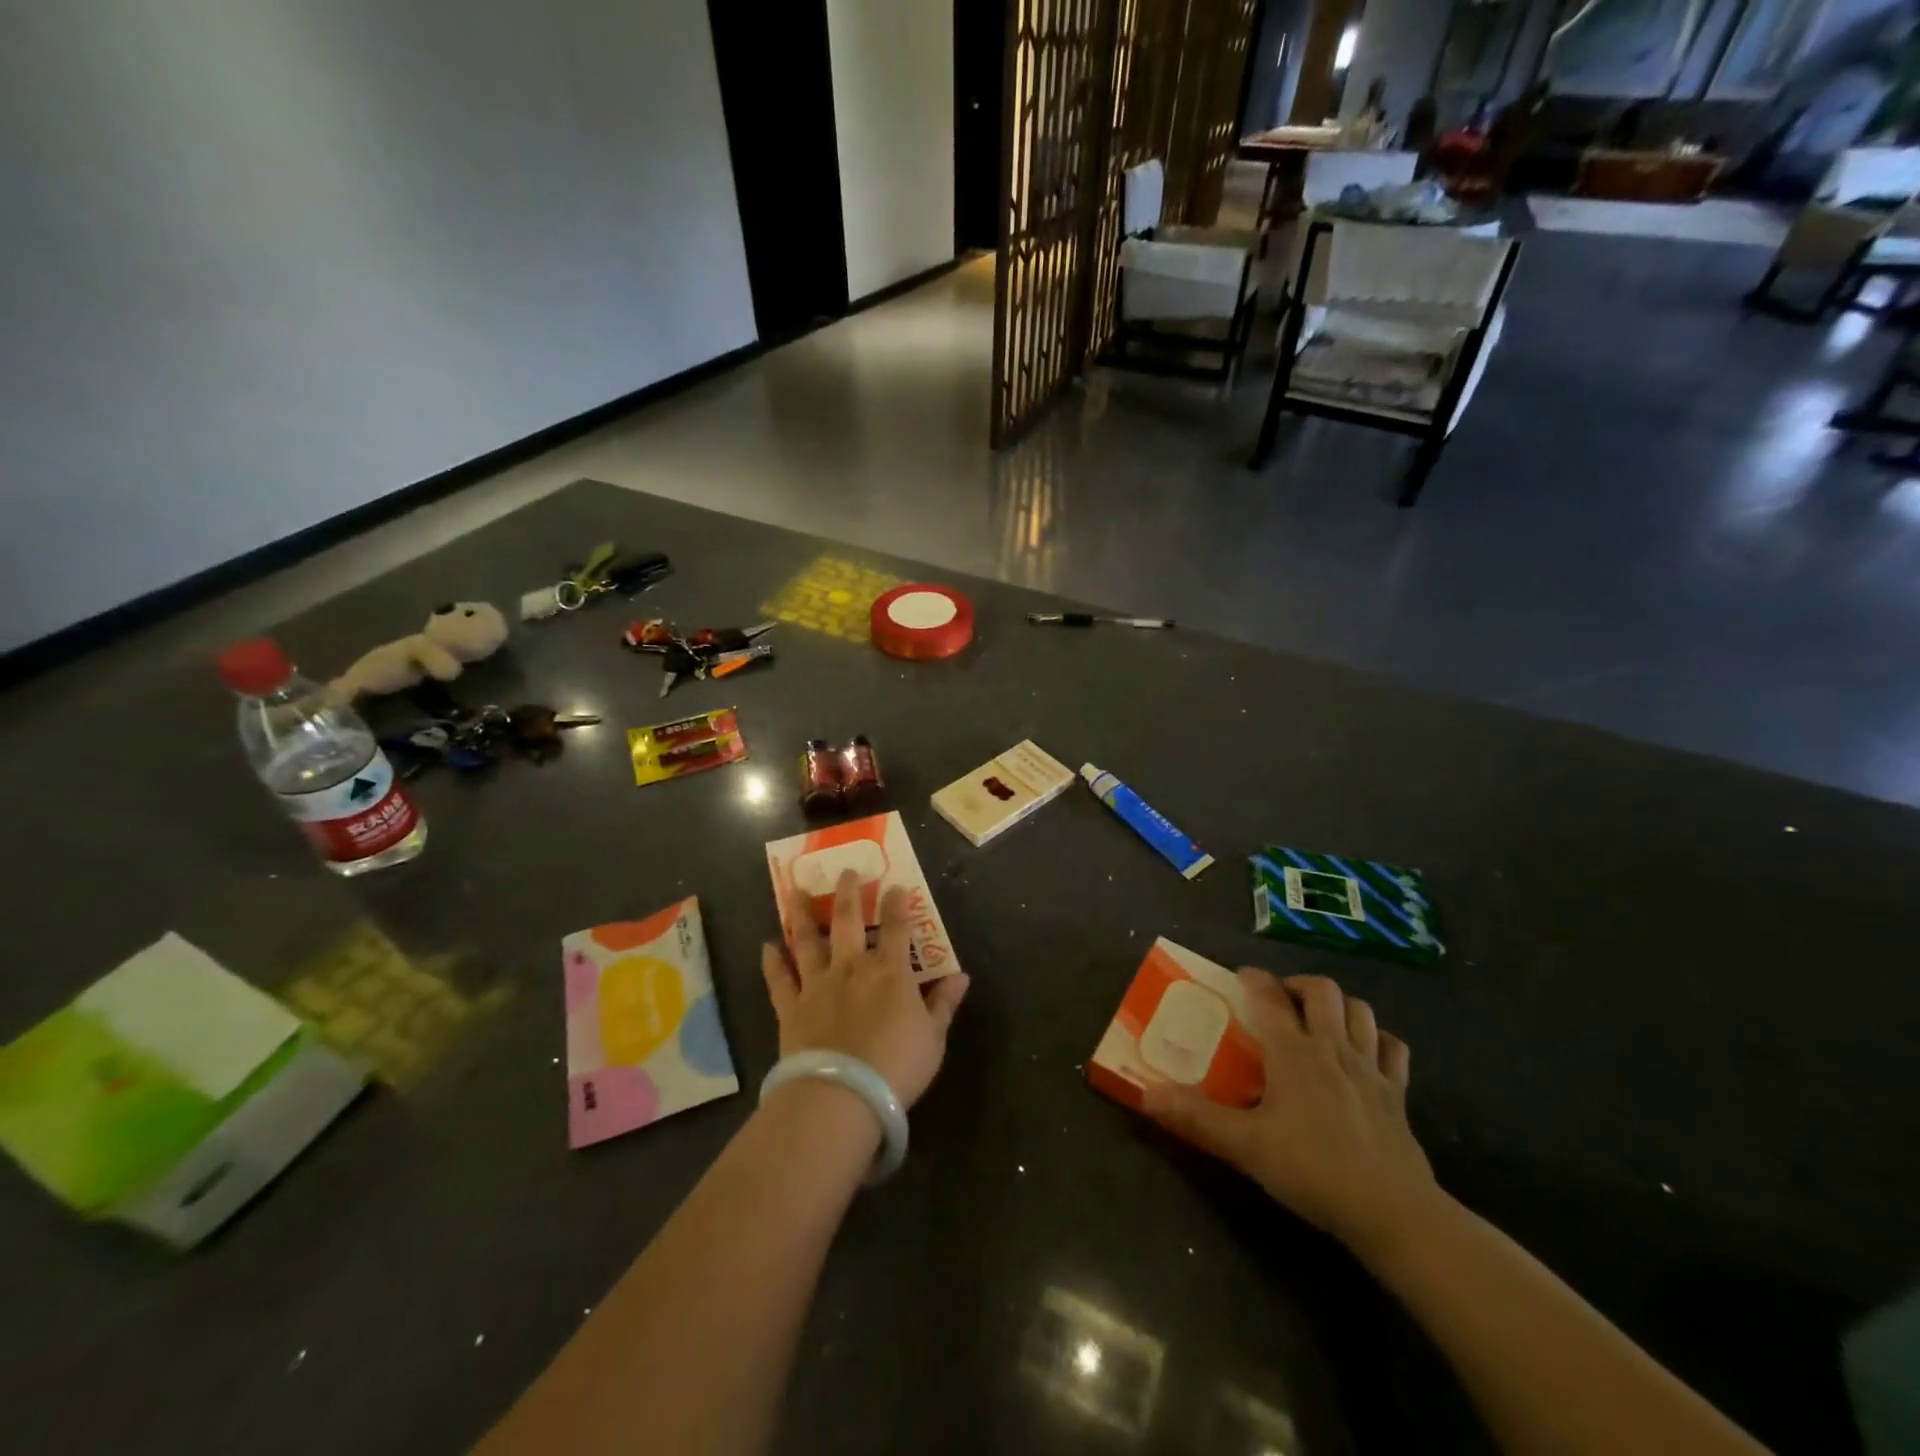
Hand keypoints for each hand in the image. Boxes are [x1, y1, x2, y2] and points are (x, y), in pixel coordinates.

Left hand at [760, 870, 970, 1107]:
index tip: (895, 885)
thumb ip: (944, 1004)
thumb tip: (962, 977)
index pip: (897, 928)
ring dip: (801, 915)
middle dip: (848, 893)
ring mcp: (817, 984)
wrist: (842, 1094)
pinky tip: (766, 946)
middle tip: (845, 871)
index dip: (898, 905)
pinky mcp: (791, 1007)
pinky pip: (779, 979)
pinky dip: (772, 962)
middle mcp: (852, 967)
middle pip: (848, 921)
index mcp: (890, 972)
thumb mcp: (933, 1038)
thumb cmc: (896, 1067)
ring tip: (794, 891)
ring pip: (807, 941)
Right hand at [1142, 971, 1437, 1255]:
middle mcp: (1332, 1048)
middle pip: (1322, 990)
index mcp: (1294, 1052)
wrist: (1392, 1211)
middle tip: (1281, 999)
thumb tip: (1147, 1094)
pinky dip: (1379, 1040)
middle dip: (1299, 984)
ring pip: (1361, 1012)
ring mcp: (1370, 1069)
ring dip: (1340, 1005)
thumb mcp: (1245, 1145)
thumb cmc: (1312, 1168)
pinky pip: (1394, 1050)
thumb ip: (1197, 1118)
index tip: (1240, 975)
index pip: (1270, 997)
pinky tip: (1368, 1051)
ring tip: (1321, 1017)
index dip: (1254, 978)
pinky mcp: (1397, 1095)